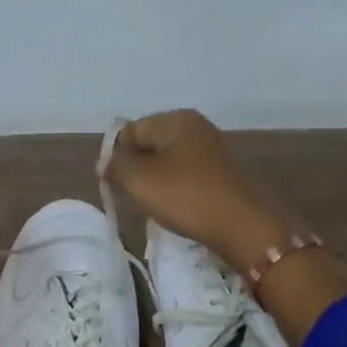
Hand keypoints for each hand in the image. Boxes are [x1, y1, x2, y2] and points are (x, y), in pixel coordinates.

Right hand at [101, 110, 289, 275]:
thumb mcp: (140, 180)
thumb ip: (116, 166)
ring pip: (165, 162)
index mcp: (176, 119)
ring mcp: (210, 149)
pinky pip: (183, 174)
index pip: (130, 131)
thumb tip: (106, 162)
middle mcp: (195, 127)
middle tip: (135, 196)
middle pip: (148, 145)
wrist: (240, 226)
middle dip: (136, 170)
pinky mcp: (218, 172)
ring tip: (155, 205)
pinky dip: (173, 189)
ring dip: (154, 182)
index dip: (117, 157)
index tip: (115, 185)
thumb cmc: (185, 197)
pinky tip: (175, 208)